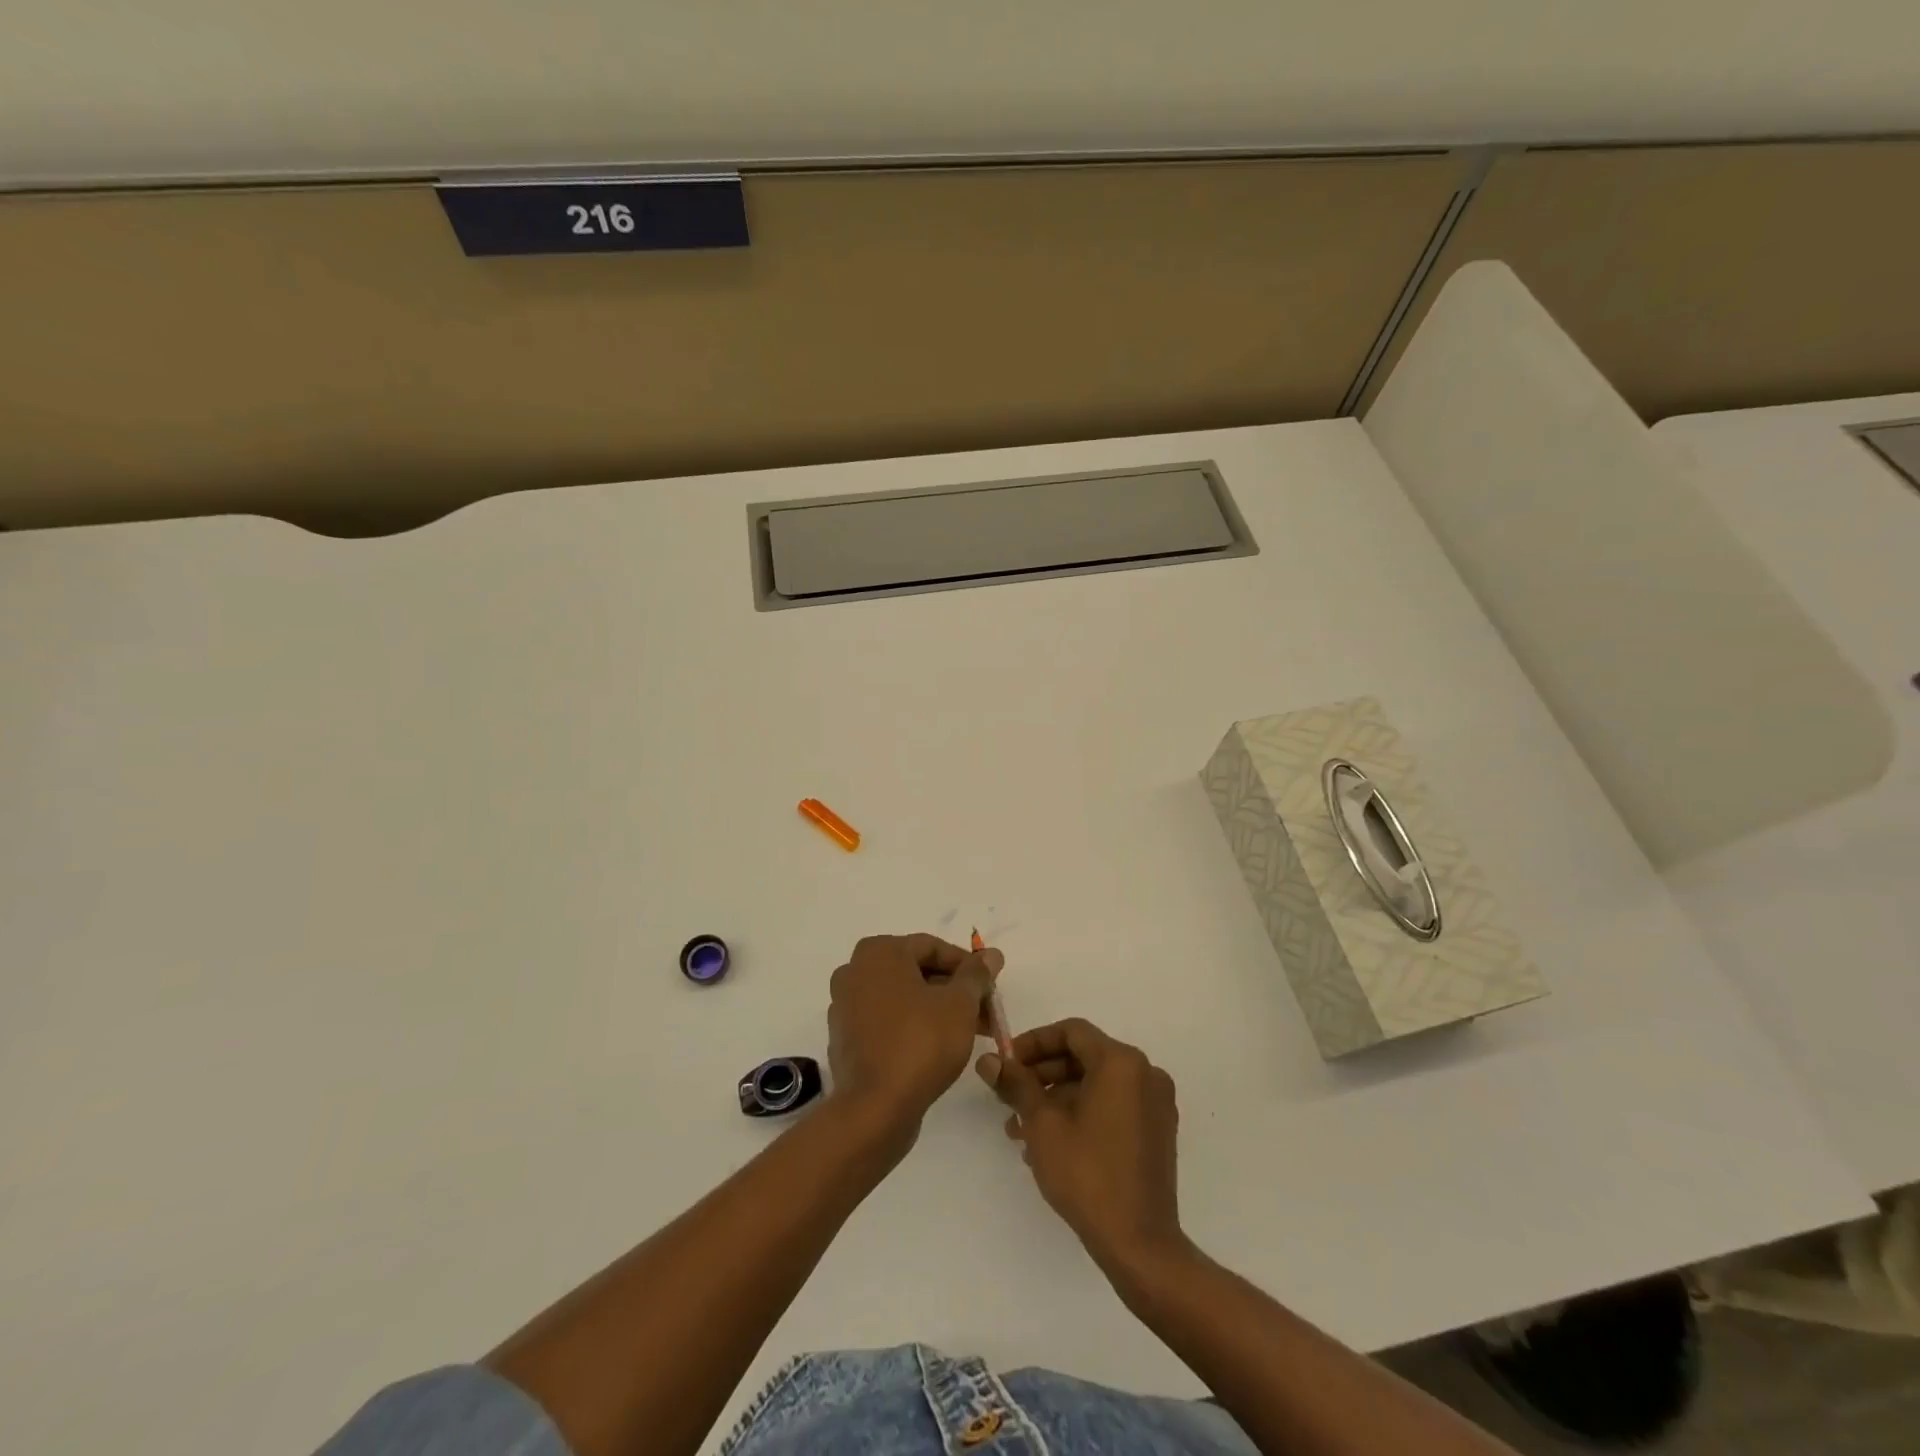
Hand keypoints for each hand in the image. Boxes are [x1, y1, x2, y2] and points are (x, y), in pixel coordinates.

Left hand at [827, 933, 1003, 1144]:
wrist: (874, 1108)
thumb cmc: (920, 1042)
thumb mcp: (959, 1004)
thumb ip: (976, 975)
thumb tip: (991, 954)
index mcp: (878, 952)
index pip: (932, 947)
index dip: (968, 966)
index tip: (991, 988)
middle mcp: (855, 971)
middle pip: (916, 972)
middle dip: (955, 991)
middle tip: (986, 1012)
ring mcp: (845, 1006)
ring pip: (902, 998)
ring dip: (937, 1010)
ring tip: (971, 1033)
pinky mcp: (846, 1039)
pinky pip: (886, 1022)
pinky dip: (912, 1027)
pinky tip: (938, 1048)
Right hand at [978, 1018, 1187, 1277]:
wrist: (1140, 1244)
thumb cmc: (1087, 1174)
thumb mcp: (1041, 1124)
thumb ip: (1016, 1084)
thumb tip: (988, 1060)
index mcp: (1121, 1062)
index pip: (1071, 1032)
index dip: (1034, 1042)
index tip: (1007, 1063)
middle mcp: (1145, 1073)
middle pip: (1084, 1057)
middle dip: (1042, 1075)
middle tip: (1009, 1098)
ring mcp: (1155, 1103)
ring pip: (1096, 1084)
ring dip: (1057, 1099)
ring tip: (1021, 1130)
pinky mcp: (1158, 1131)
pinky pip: (1113, 1105)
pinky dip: (1082, 1113)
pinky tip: (1051, 1144)